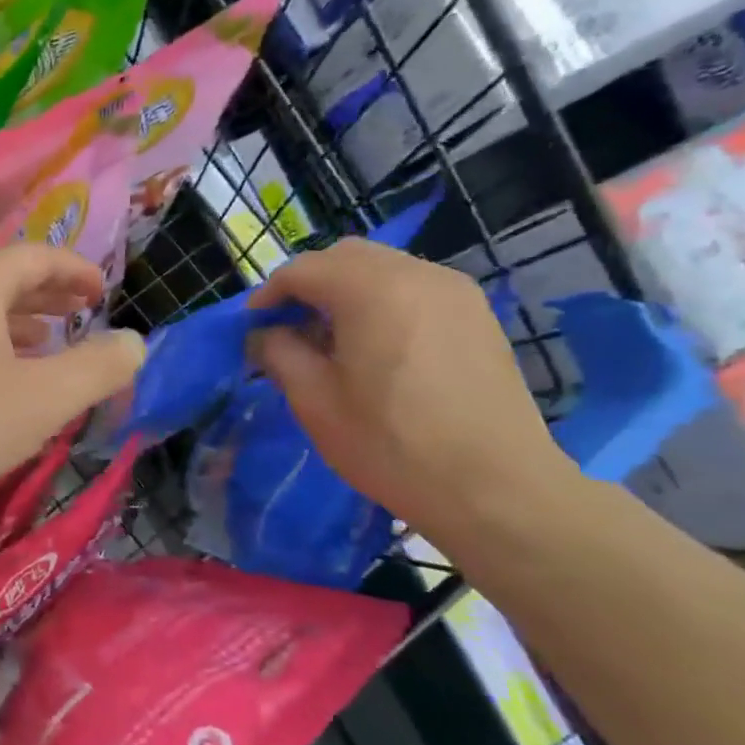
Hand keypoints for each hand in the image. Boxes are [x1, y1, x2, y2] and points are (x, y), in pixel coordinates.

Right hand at [250, 239, 578, 544]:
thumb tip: (265, 335)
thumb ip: (279, 354)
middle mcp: (418, 275)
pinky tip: (374, 347)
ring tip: (329, 340)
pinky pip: (414, 288)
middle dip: (308, 284)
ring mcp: (455, 293)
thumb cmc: (390, 444)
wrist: (493, 487)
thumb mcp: (314, 401)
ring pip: (383, 268)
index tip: (251, 327)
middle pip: (346, 257)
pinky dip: (381, 301)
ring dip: (346, 291)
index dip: (269, 294)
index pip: (304, 270)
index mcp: (372, 290)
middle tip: (287, 328)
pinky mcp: (476, 316)